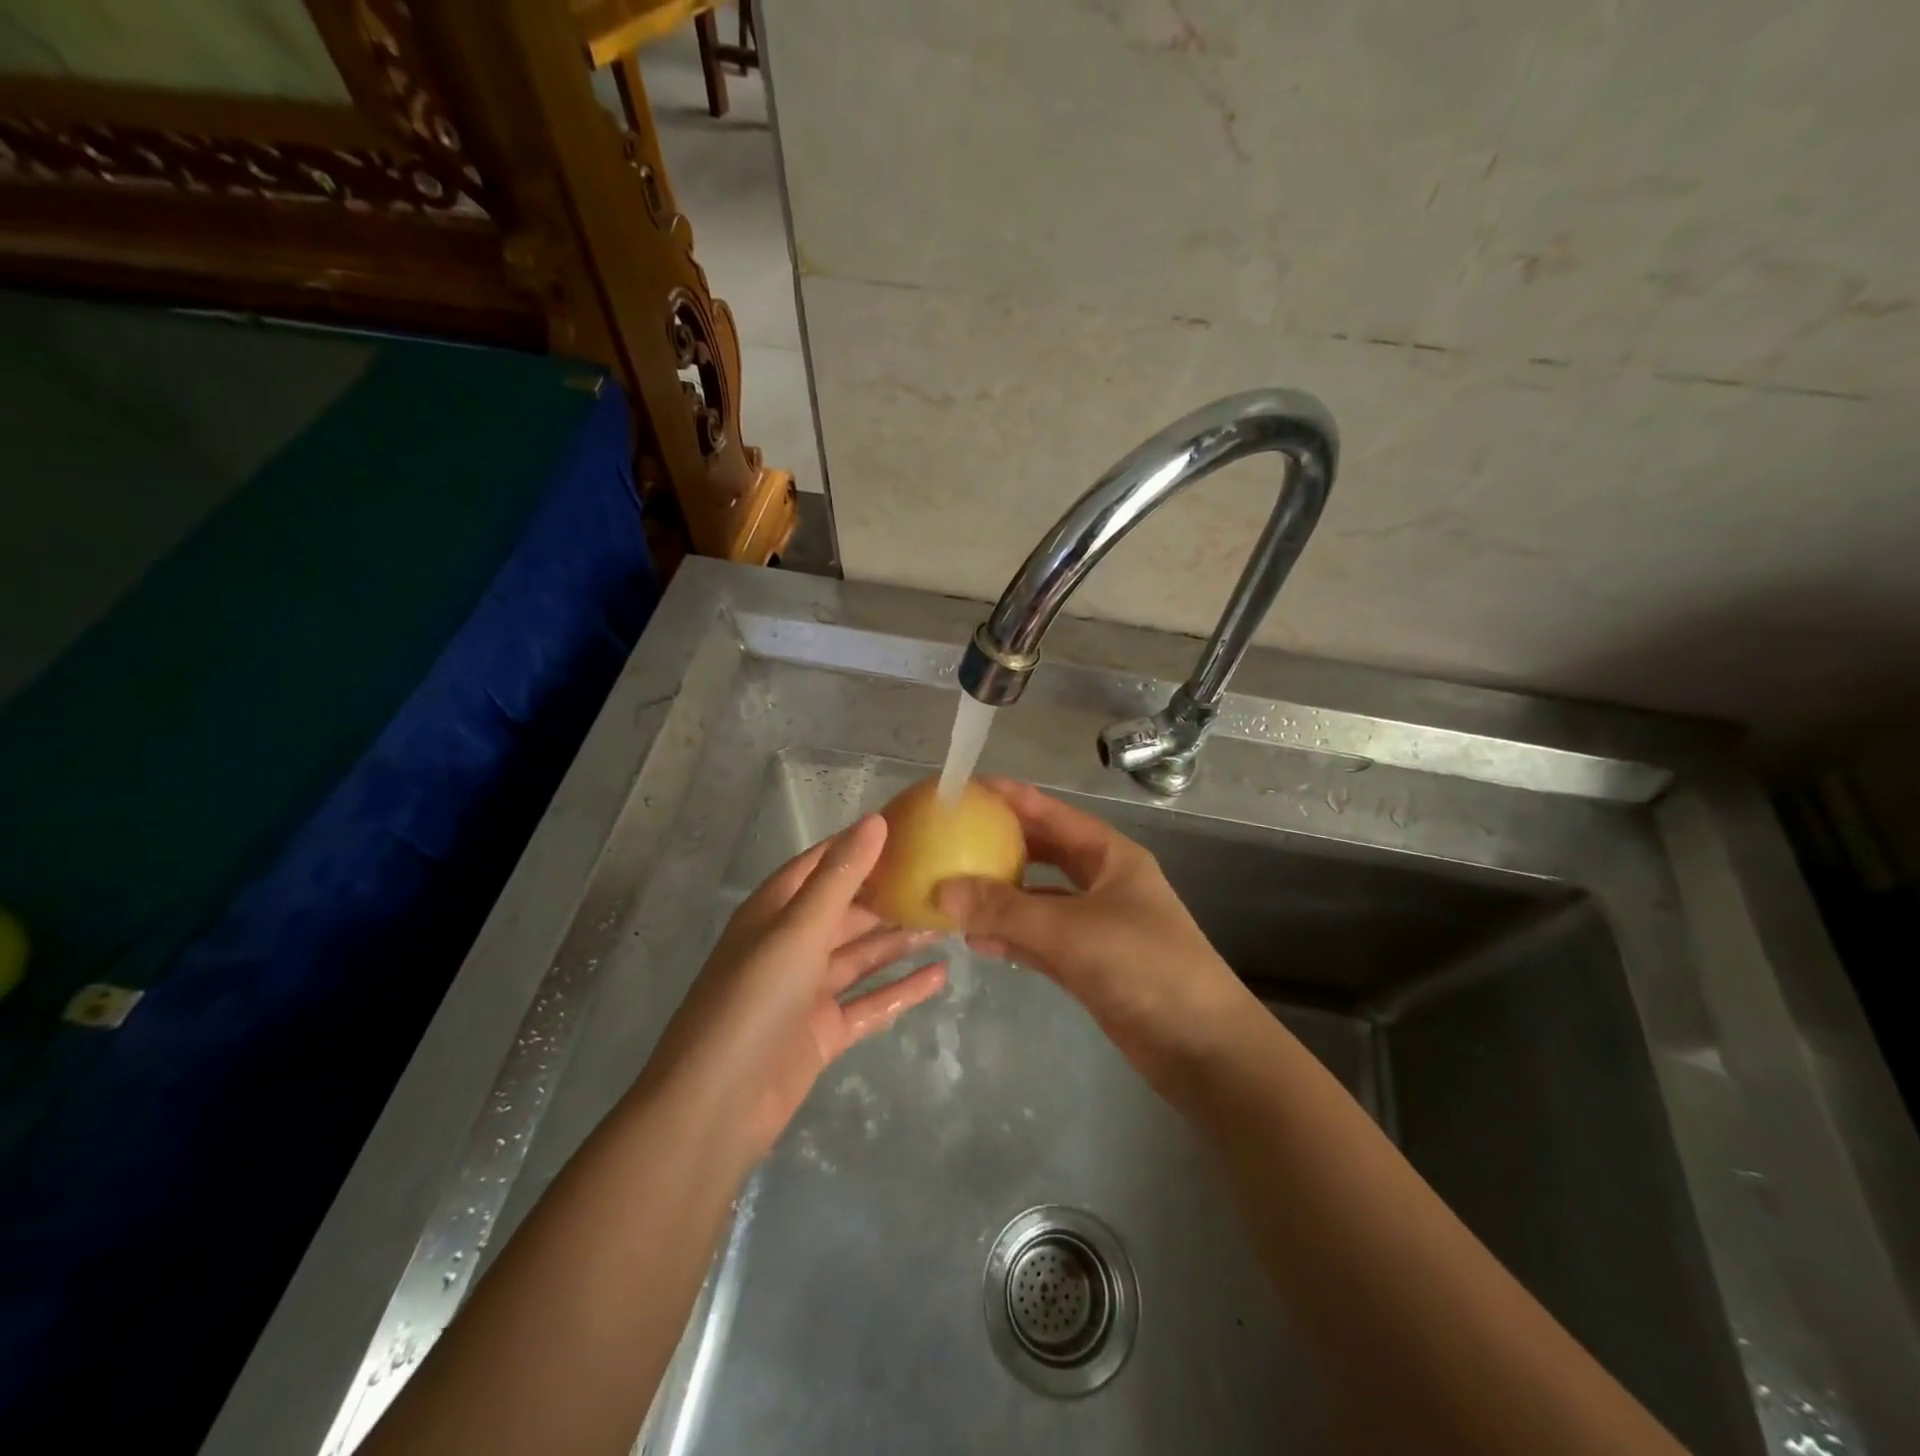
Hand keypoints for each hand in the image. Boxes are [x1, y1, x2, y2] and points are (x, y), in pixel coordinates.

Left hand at [648, 814, 945, 1157]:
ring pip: (863, 955)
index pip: (823, 862)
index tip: (911, 829)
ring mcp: (807, 990)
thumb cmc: (754, 1000)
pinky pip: (870, 1002)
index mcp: (775, 910)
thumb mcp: (800, 929)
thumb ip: (841, 876)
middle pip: (848, 909)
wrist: (717, 1106)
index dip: (862, 844)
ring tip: (951, 922)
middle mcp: (791, 944)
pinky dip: (902, 989)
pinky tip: (940, 976)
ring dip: (900, 939)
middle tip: (945, 879)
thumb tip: (875, 820)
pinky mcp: (823, 1031)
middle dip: (890, 895)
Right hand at [935, 778, 1256, 1084]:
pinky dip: (1010, 938)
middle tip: (950, 840)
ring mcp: (1095, 925)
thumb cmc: (1145, 967)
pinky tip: (975, 940)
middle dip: (999, 846)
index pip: (1051, 813)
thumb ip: (1005, 910)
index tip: (964, 789)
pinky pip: (1039, 941)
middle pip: (1042, 853)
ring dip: (999, 897)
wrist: (1202, 1047)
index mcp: (1109, 856)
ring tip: (951, 892)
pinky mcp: (1088, 964)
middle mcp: (1101, 883)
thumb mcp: (1071, 931)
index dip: (1009, 798)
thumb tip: (941, 890)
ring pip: (1037, 900)